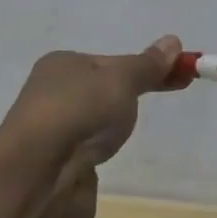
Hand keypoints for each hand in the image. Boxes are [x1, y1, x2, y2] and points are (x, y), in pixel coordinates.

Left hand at [0, 35, 182, 217]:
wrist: (39, 176)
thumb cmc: (81, 112)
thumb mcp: (122, 80)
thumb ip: (148, 65)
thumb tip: (173, 40)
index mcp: (61, 65)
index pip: (109, 61)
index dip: (143, 68)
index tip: (177, 78)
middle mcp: (50, 95)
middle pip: (99, 93)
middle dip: (123, 102)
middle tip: (150, 110)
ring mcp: (50, 135)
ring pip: (90, 128)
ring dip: (105, 135)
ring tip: (115, 143)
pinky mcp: (53, 171)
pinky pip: (83, 161)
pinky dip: (94, 164)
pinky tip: (97, 168)